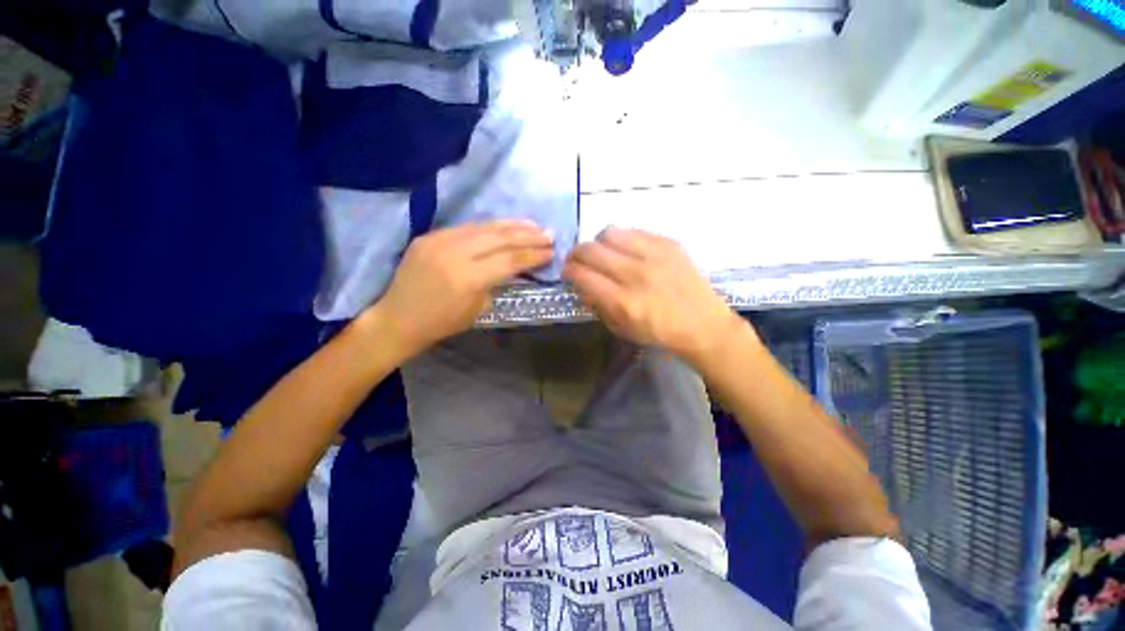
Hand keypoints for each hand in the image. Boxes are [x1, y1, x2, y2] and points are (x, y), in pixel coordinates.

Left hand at [373, 221, 553, 354]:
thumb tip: (514, 267)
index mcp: (468, 278)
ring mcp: (439, 240)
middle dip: (528, 236)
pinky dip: (489, 227)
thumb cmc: (442, 323)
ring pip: (484, 227)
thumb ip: (497, 282)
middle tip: (549, 234)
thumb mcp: (478, 308)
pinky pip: (466, 228)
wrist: (397, 318)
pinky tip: (504, 226)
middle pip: (500, 238)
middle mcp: (454, 253)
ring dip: (512, 226)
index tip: (551, 251)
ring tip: (533, 226)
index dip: (533, 254)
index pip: (509, 259)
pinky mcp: (430, 235)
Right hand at [564, 227, 749, 365]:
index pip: (582, 275)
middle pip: (590, 250)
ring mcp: (654, 255)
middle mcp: (635, 274)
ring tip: (603, 253)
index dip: (568, 271)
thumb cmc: (658, 332)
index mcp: (622, 302)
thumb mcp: (620, 328)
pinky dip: (622, 240)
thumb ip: (596, 304)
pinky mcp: (668, 243)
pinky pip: (633, 231)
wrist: (702, 324)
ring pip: (609, 233)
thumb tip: (581, 282)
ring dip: (598, 243)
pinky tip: (626, 251)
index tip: (568, 272)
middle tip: (578, 260)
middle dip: (576, 254)